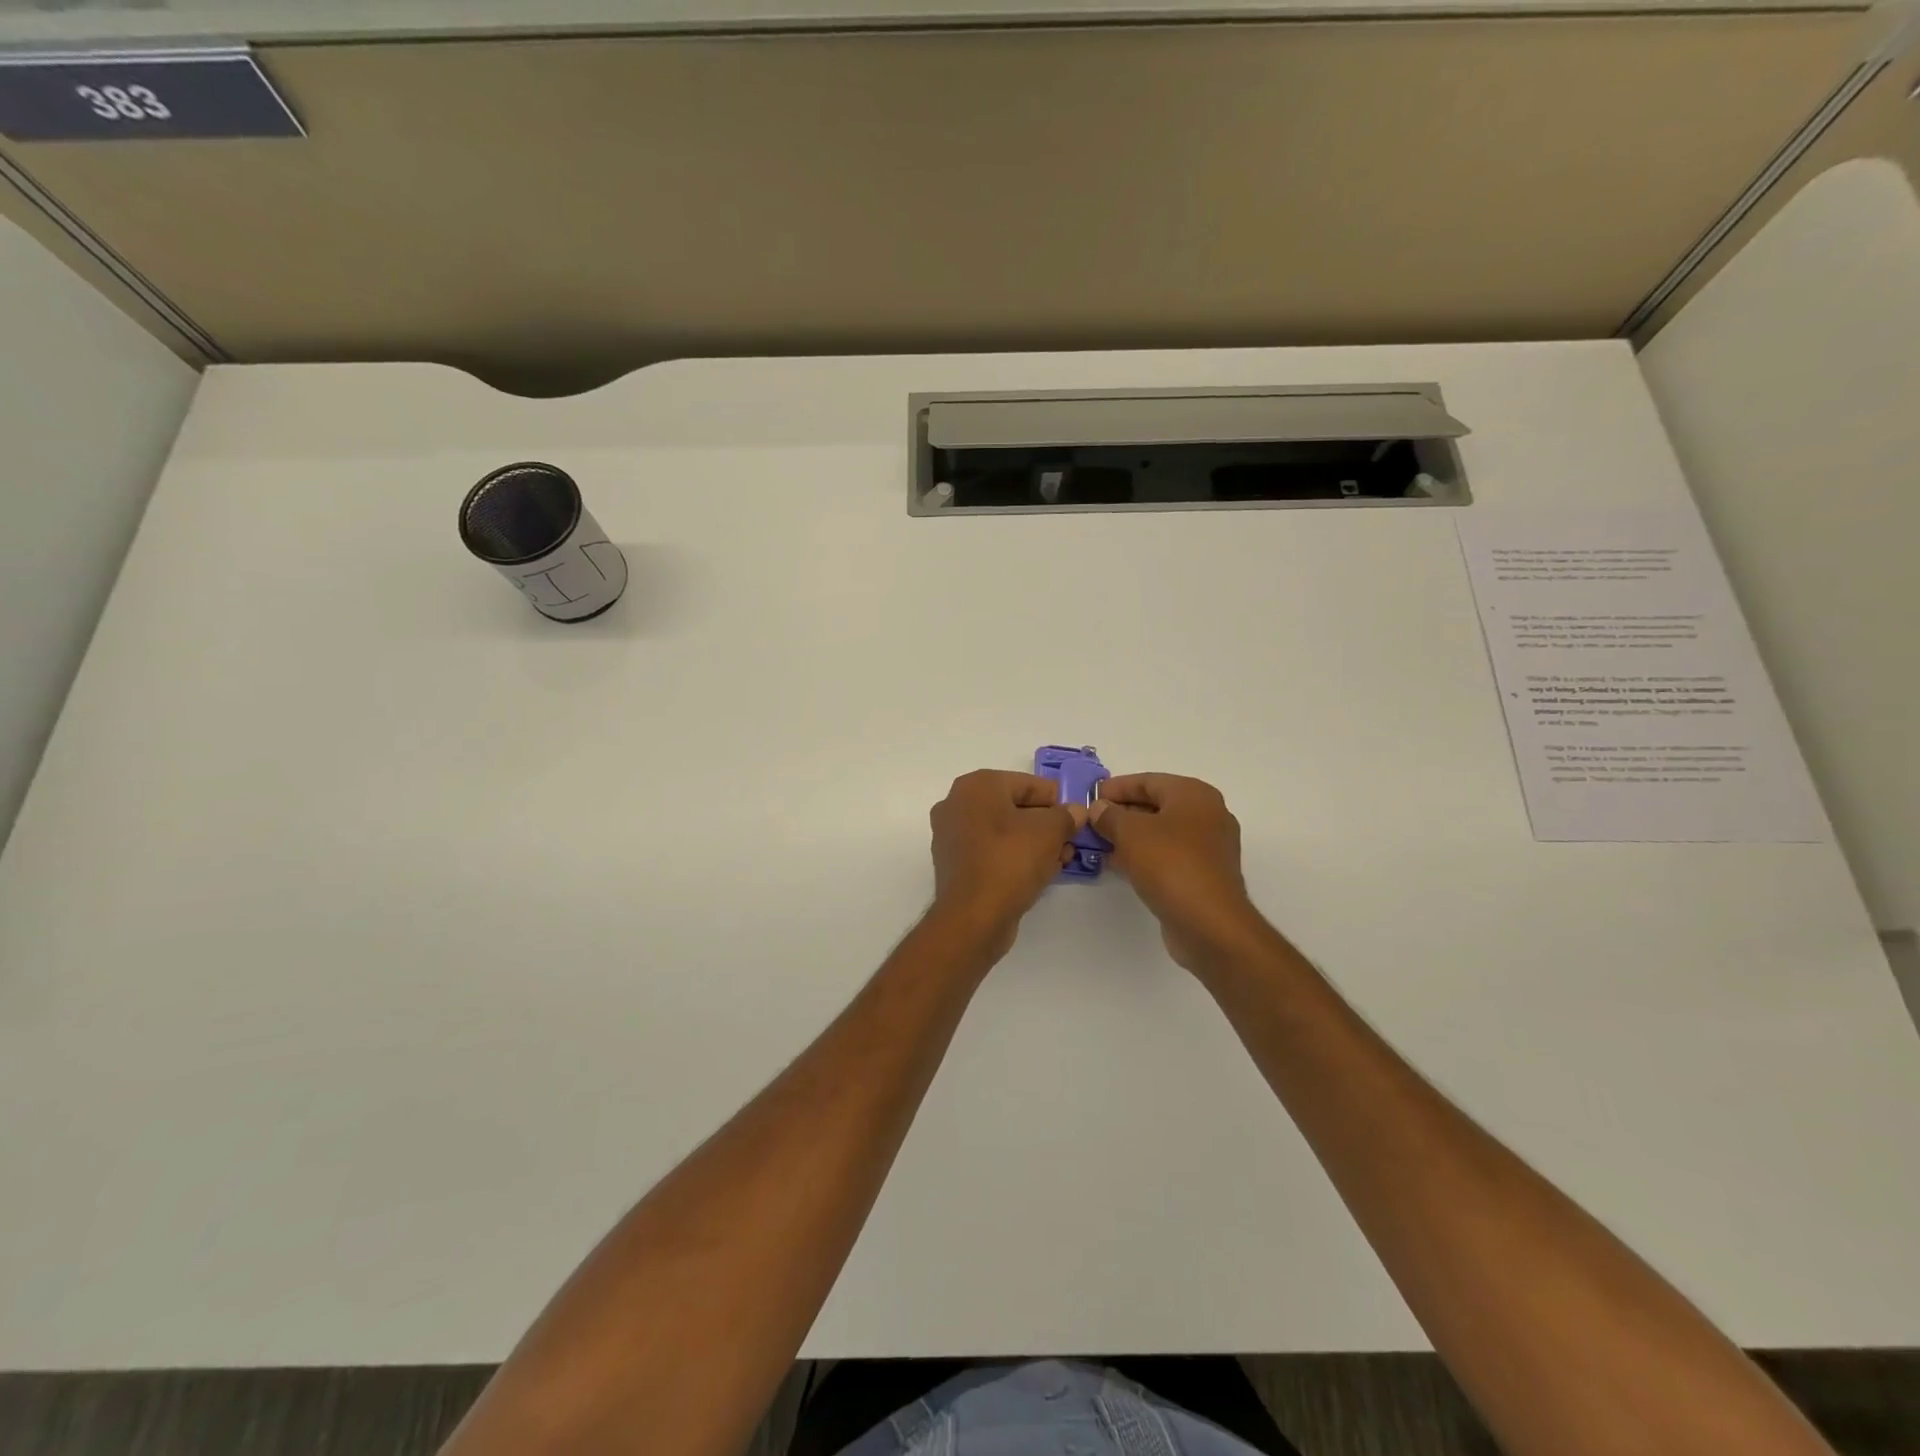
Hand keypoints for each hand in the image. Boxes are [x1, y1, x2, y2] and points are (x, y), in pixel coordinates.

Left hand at [929, 770, 1086, 957]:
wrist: (973, 917)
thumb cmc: (1010, 861)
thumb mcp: (1049, 832)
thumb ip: (1066, 816)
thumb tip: (1075, 811)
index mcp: (976, 786)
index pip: (1026, 783)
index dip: (1056, 798)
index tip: (1077, 814)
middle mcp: (957, 804)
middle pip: (1013, 807)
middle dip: (1046, 823)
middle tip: (1071, 839)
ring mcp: (952, 836)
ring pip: (1003, 832)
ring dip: (1034, 842)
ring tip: (1061, 858)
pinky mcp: (954, 864)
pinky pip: (991, 852)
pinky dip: (1015, 857)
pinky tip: (1041, 872)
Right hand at [1090, 774, 1267, 974]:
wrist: (1209, 923)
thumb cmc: (1170, 864)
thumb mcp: (1130, 832)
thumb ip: (1110, 815)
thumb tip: (1099, 809)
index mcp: (1194, 795)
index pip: (1148, 781)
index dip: (1117, 787)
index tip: (1091, 795)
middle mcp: (1207, 815)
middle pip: (1156, 805)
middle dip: (1122, 812)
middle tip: (1091, 820)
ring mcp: (1208, 847)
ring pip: (1161, 833)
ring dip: (1130, 836)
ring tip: (1098, 842)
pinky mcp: (1203, 875)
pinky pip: (1167, 856)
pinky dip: (1143, 856)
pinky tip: (1117, 864)